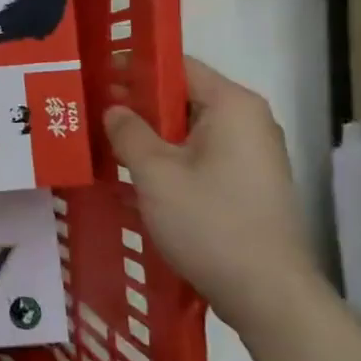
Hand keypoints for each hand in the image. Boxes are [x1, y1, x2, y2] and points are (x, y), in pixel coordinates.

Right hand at [104, 57, 319, 337]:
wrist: (268, 295)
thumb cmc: (210, 223)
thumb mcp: (155, 173)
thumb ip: (128, 132)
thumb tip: (114, 109)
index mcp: (232, 105)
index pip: (177, 65)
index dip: (133, 68)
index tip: (95, 77)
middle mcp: (248, 120)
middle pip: (182, 97)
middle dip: (137, 105)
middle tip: (91, 114)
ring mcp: (253, 154)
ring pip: (189, 130)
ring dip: (150, 137)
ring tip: (106, 146)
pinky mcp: (249, 183)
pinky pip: (200, 156)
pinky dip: (170, 160)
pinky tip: (136, 179)